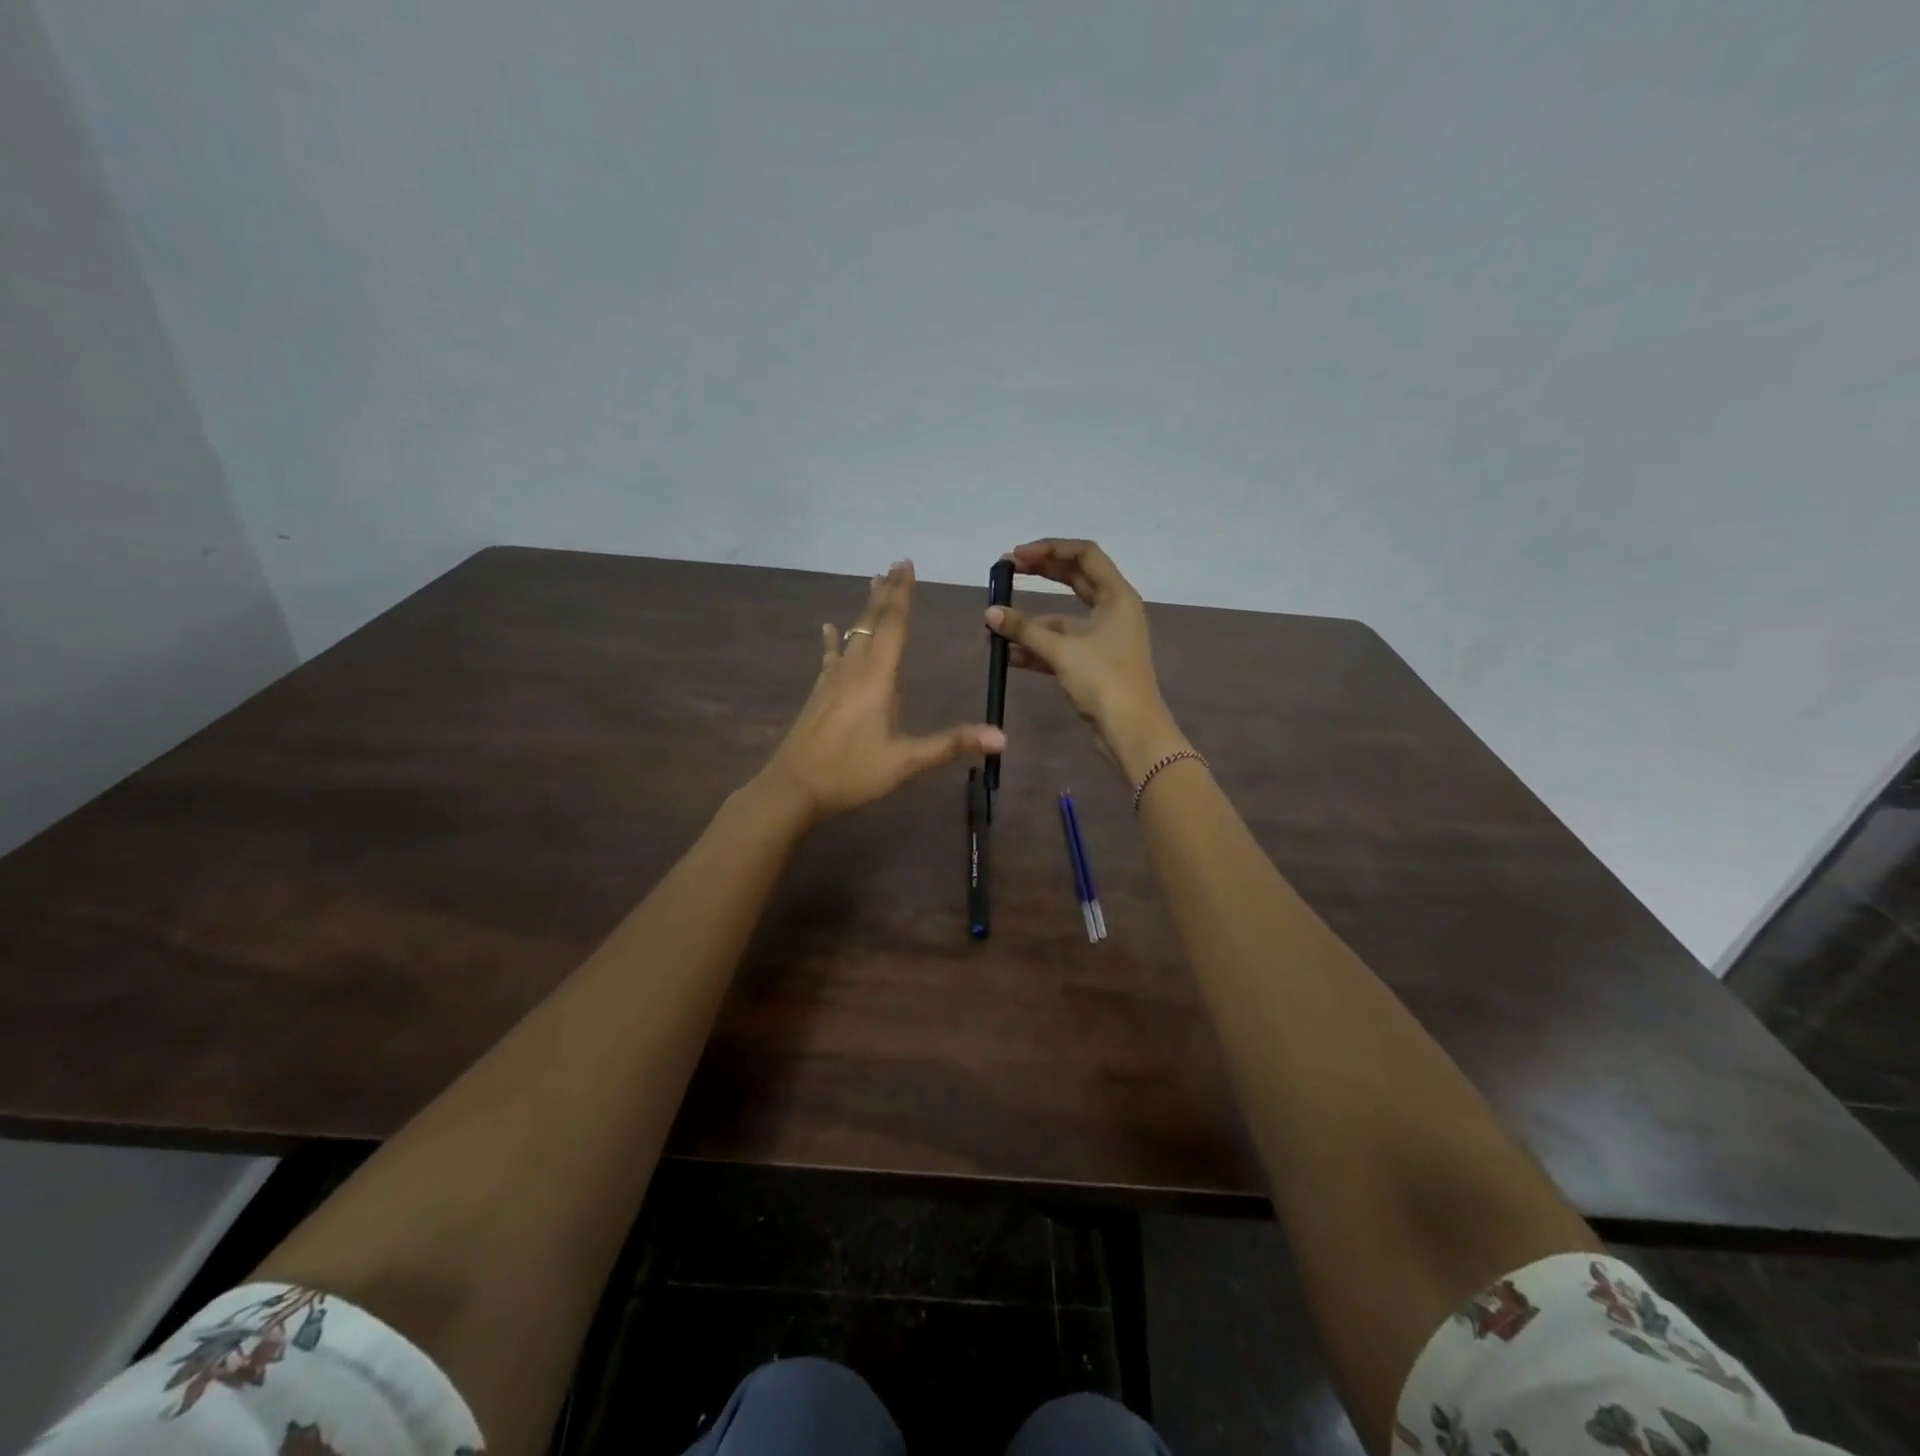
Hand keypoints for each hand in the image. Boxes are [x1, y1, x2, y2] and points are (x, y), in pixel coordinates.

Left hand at [757, 560, 1004, 825]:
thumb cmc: (852, 773)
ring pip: (852, 634)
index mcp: (878, 679)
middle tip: (894, 564)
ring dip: (866, 609)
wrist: (793, 788)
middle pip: (872, 622)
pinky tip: (828, 628)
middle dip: (886, 593)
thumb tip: (1001, 737)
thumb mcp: (906, 762)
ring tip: (872, 583)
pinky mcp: (819, 694)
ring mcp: (832, 680)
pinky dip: (832, 640)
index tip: (906, 564)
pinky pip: (829, 657)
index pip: (894, 626)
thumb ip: (951, 745)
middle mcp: (854, 670)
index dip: (902, 595)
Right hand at [985, 539, 1188, 779]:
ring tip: (996, 624)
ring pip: (1063, 617)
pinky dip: (1037, 646)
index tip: (1017, 556)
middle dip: (1040, 574)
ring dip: (1032, 620)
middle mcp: (1113, 610)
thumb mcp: (1062, 651)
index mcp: (1117, 596)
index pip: (1084, 554)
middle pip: (1074, 579)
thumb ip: (1024, 629)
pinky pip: (1061, 644)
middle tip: (1005, 572)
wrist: (1130, 731)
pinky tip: (1008, 653)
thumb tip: (990, 613)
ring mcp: (1103, 637)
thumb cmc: (1104, 681)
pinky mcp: (1093, 662)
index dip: (1049, 549)